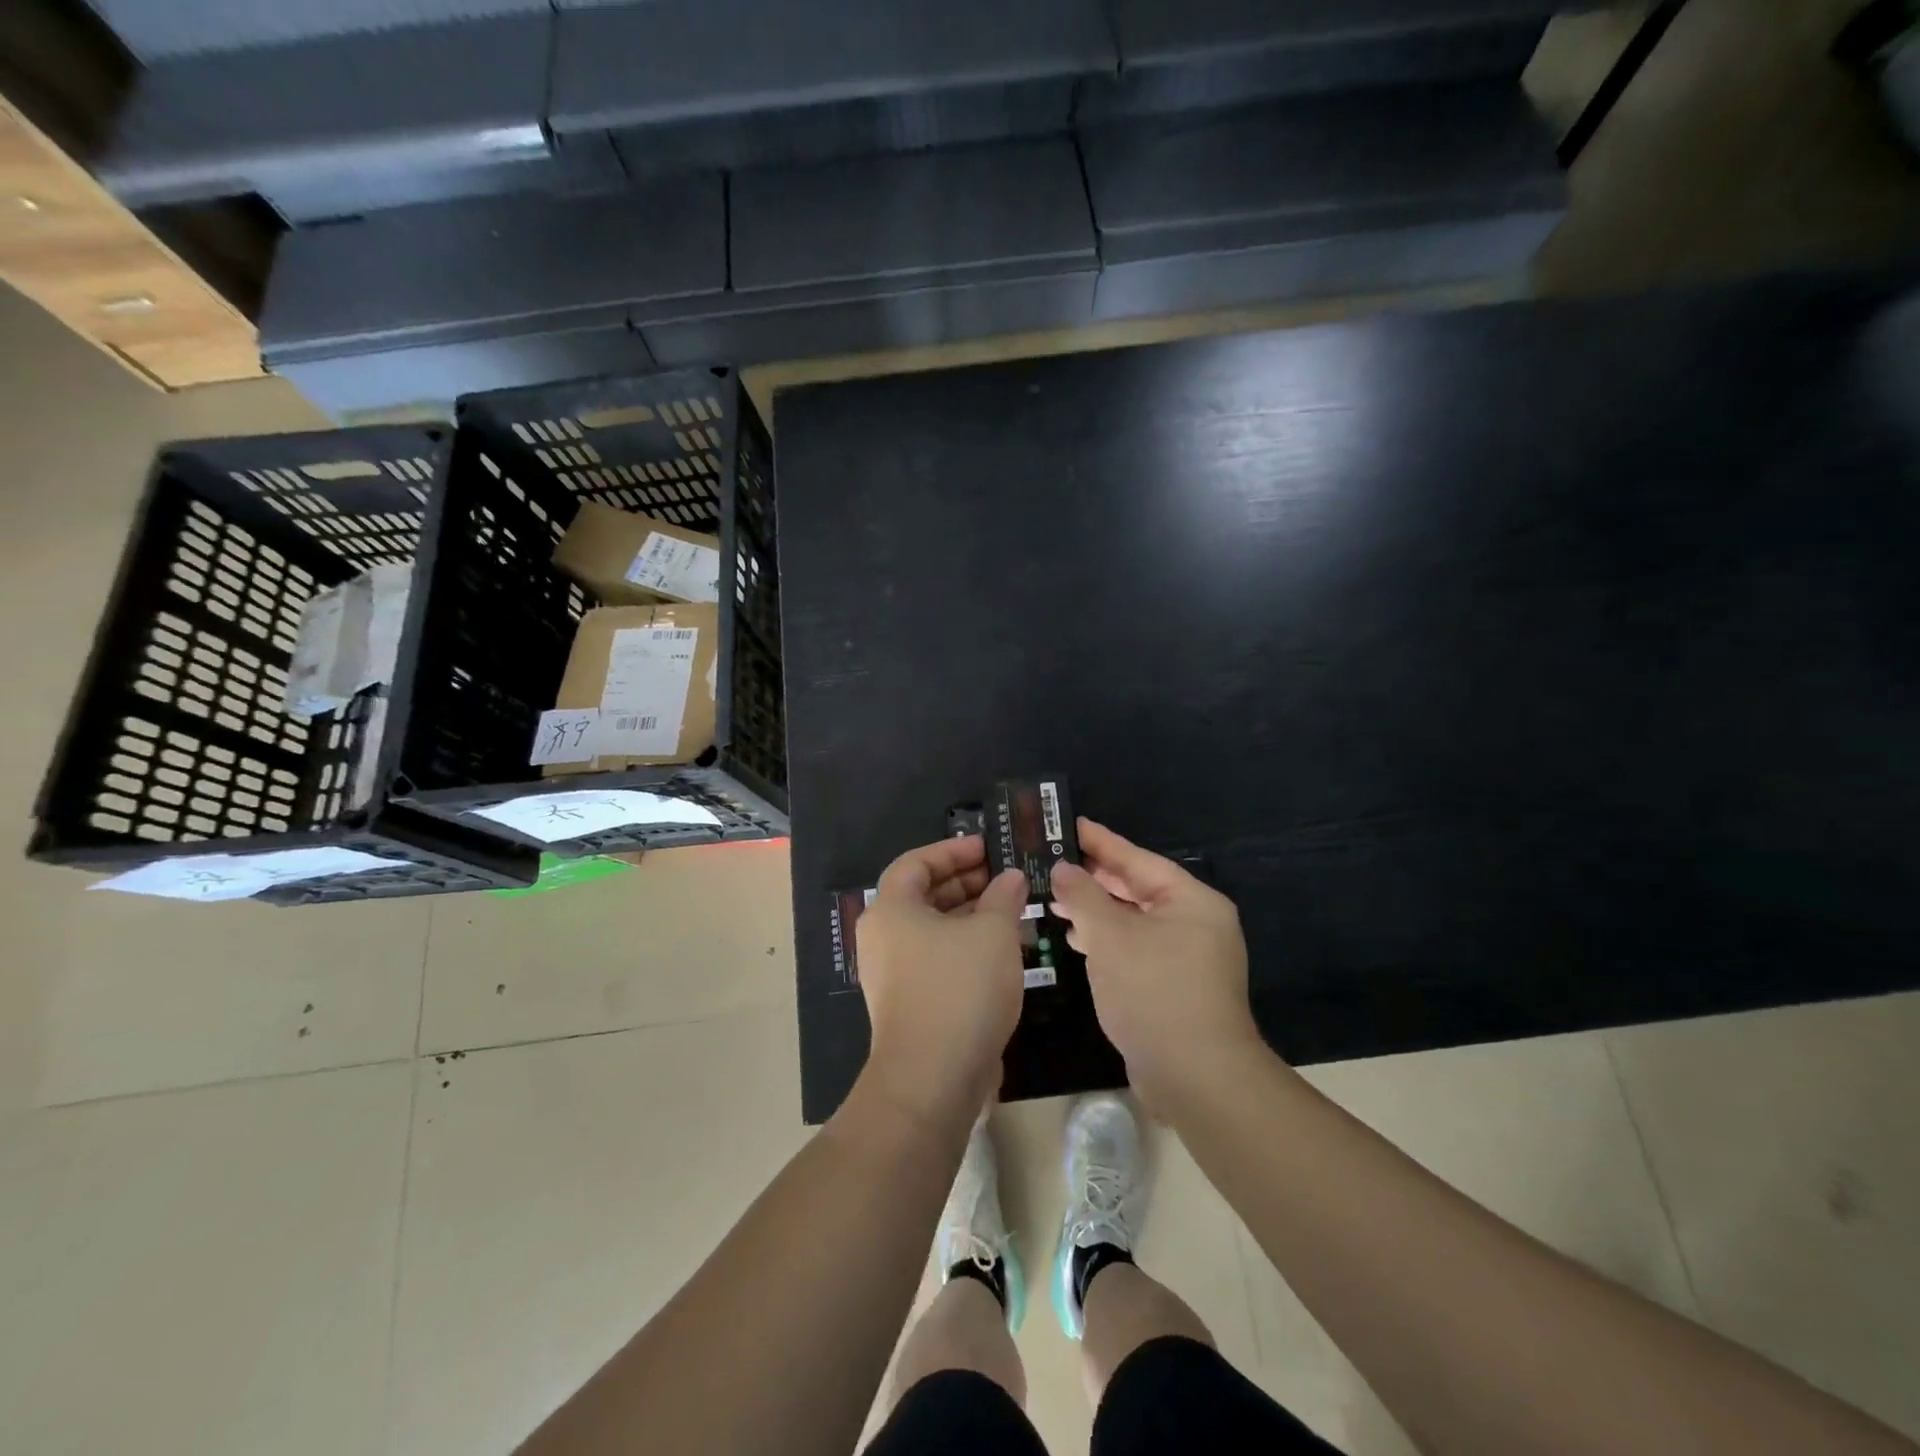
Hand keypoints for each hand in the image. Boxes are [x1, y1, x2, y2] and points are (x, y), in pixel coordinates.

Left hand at [856, 835, 1028, 1125]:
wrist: (933, 1078)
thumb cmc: (960, 988)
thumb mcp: (992, 932)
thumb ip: (1003, 897)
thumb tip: (1011, 878)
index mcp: (891, 909)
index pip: (917, 862)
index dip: (953, 850)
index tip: (989, 848)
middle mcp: (883, 937)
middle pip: (923, 895)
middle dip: (966, 883)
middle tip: (1006, 878)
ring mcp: (892, 973)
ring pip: (933, 930)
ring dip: (970, 916)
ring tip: (1012, 910)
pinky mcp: (909, 1003)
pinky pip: (936, 959)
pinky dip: (965, 947)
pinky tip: (1001, 951)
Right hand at [1049, 818, 1263, 1109]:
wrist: (1195, 1078)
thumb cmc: (1154, 992)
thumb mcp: (1110, 937)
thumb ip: (1083, 896)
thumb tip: (1063, 869)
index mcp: (1191, 901)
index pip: (1138, 859)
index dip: (1101, 842)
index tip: (1070, 824)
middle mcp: (1195, 922)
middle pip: (1137, 888)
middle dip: (1094, 879)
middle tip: (1053, 861)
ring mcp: (1188, 956)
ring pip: (1134, 920)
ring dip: (1096, 911)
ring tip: (1055, 899)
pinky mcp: (1175, 985)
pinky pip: (1136, 948)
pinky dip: (1108, 940)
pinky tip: (1077, 939)